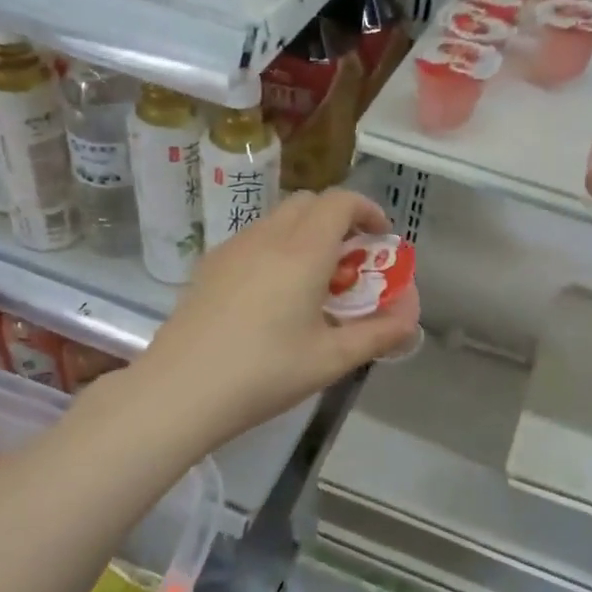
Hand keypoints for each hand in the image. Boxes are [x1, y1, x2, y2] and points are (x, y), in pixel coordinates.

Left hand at [126, 189, 420, 449]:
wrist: (181, 389)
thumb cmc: (264, 373)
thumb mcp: (331, 359)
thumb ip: (377, 334)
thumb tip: (409, 319)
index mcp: (303, 251)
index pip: (341, 202)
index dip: (367, 210)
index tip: (381, 239)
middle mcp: (268, 237)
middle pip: (309, 202)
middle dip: (339, 219)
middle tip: (352, 260)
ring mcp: (233, 248)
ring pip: (278, 218)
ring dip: (307, 232)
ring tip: (314, 278)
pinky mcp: (210, 265)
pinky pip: (254, 238)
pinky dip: (278, 246)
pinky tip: (274, 293)